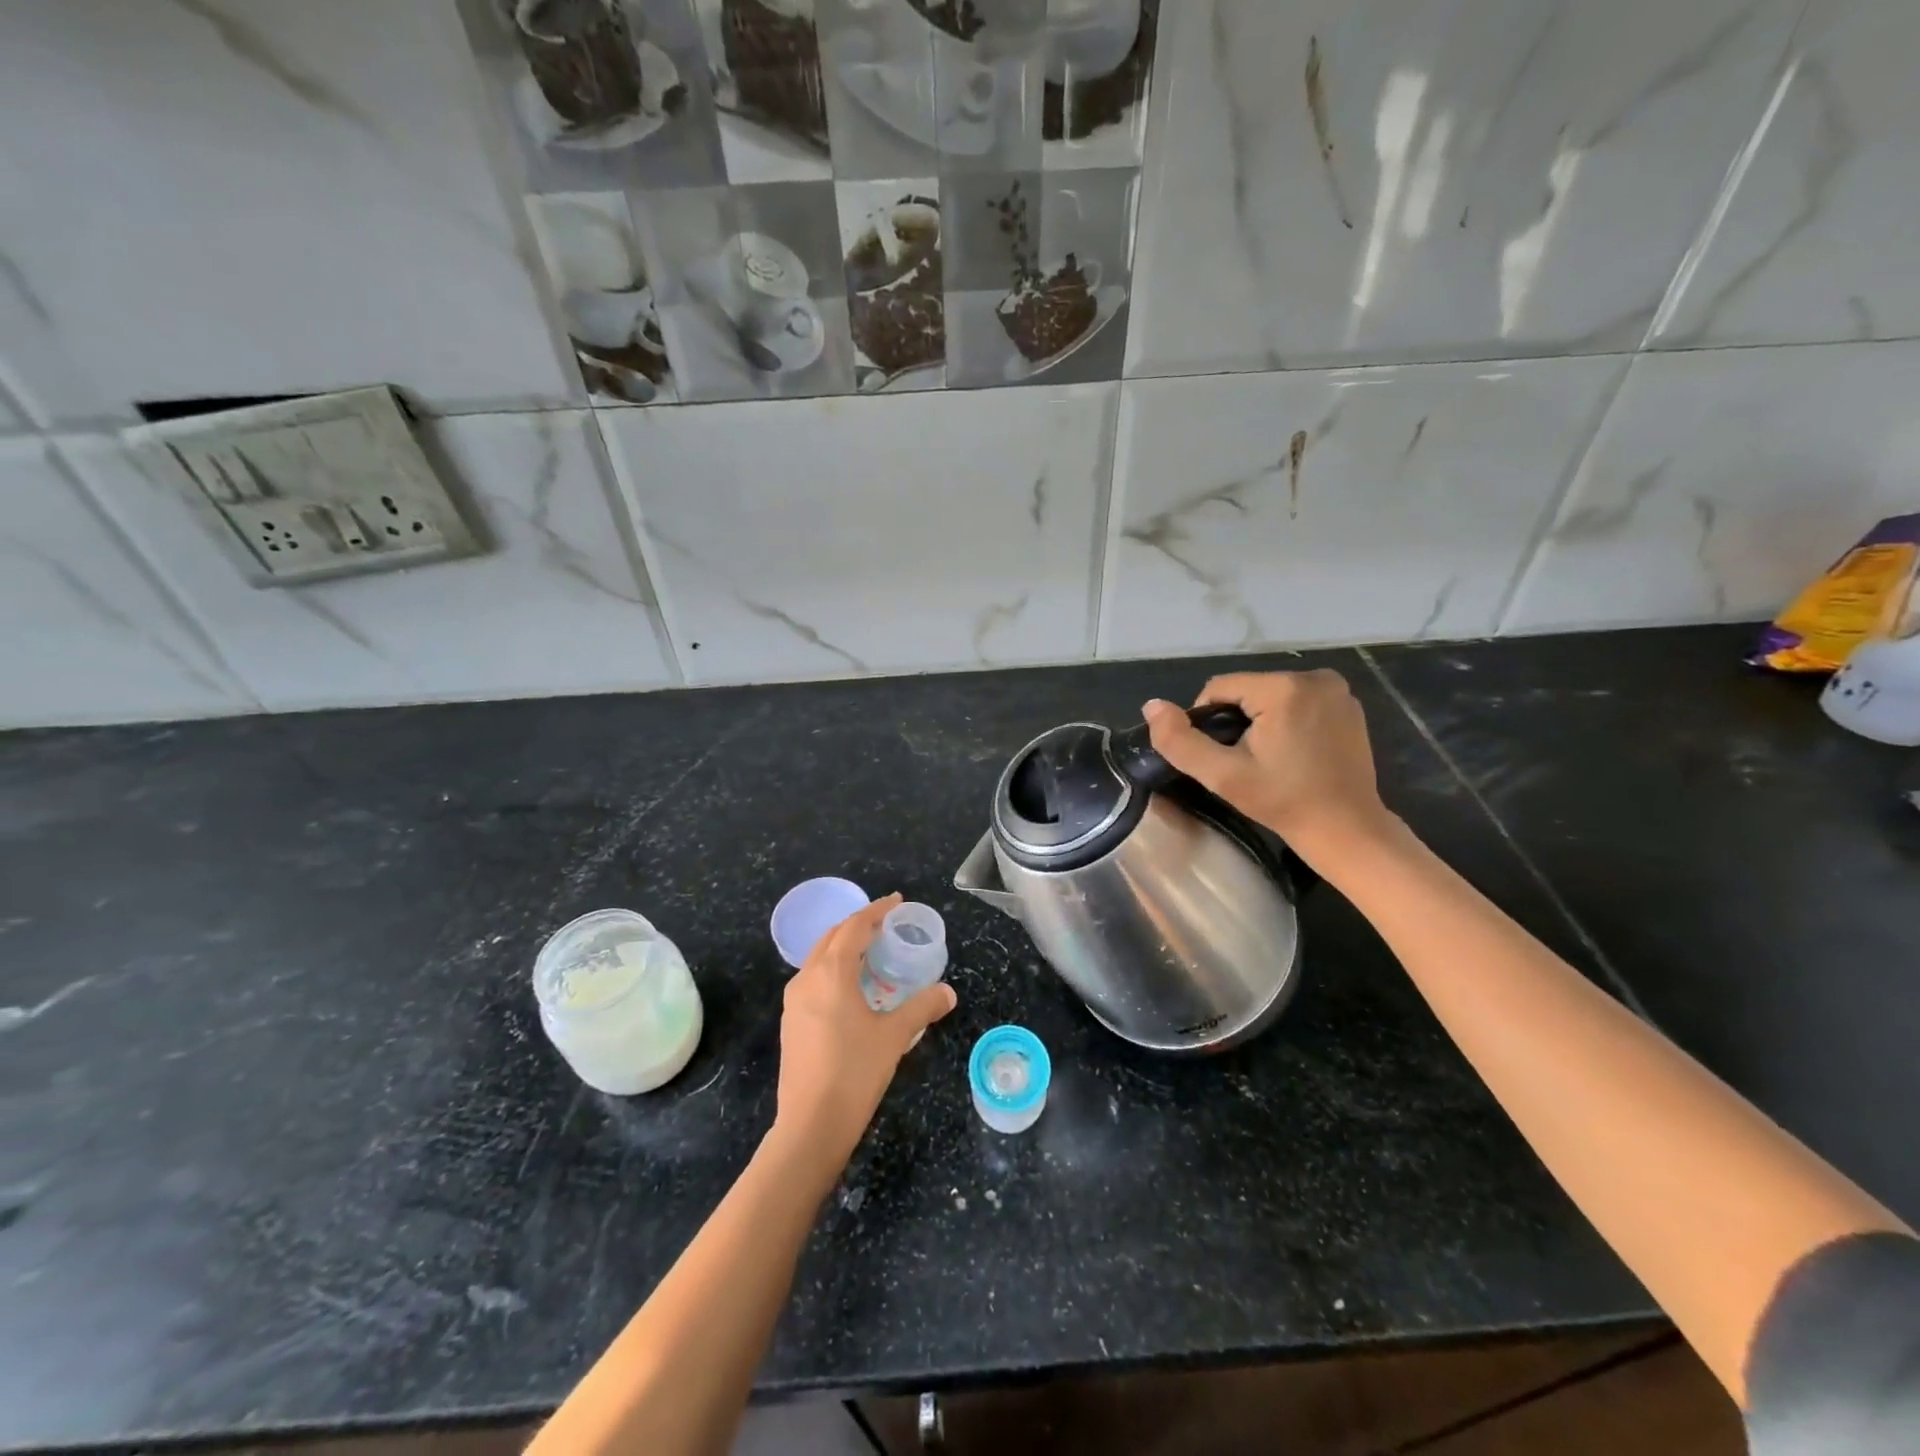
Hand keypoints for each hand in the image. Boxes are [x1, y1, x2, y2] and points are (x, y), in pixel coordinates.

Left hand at [770, 893, 956, 1177]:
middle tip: (886, 925)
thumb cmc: (854, 1072)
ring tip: (871, 953)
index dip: (876, 910)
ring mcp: (794, 1001)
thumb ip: (922, 1007)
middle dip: (858, 925)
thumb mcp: (894, 1036)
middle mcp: (807, 978)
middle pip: (833, 937)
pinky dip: (833, 970)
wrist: (810, 1124)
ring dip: (844, 947)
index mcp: (831, 972)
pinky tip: (851, 989)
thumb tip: (948, 992)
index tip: (896, 901)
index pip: (855, 927)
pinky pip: (813, 979)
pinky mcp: (790, 1022)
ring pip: (819, 958)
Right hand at [1142, 670, 1393, 858]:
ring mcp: (1337, 689)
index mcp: (1283, 687)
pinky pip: (1298, 701)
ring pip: (1271, 694)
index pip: (1219, 687)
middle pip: (1247, 690)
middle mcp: (1314, 676)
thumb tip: (1151, 705)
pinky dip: (1286, 720)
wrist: (1346, 829)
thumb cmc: (1283, 802)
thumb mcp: (1223, 776)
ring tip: (1268, 758)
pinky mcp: (1348, 704)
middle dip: (1236, 720)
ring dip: (1260, 720)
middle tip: (1244, 761)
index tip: (1221, 756)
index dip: (1208, 721)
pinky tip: (1293, 752)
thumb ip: (1180, 741)